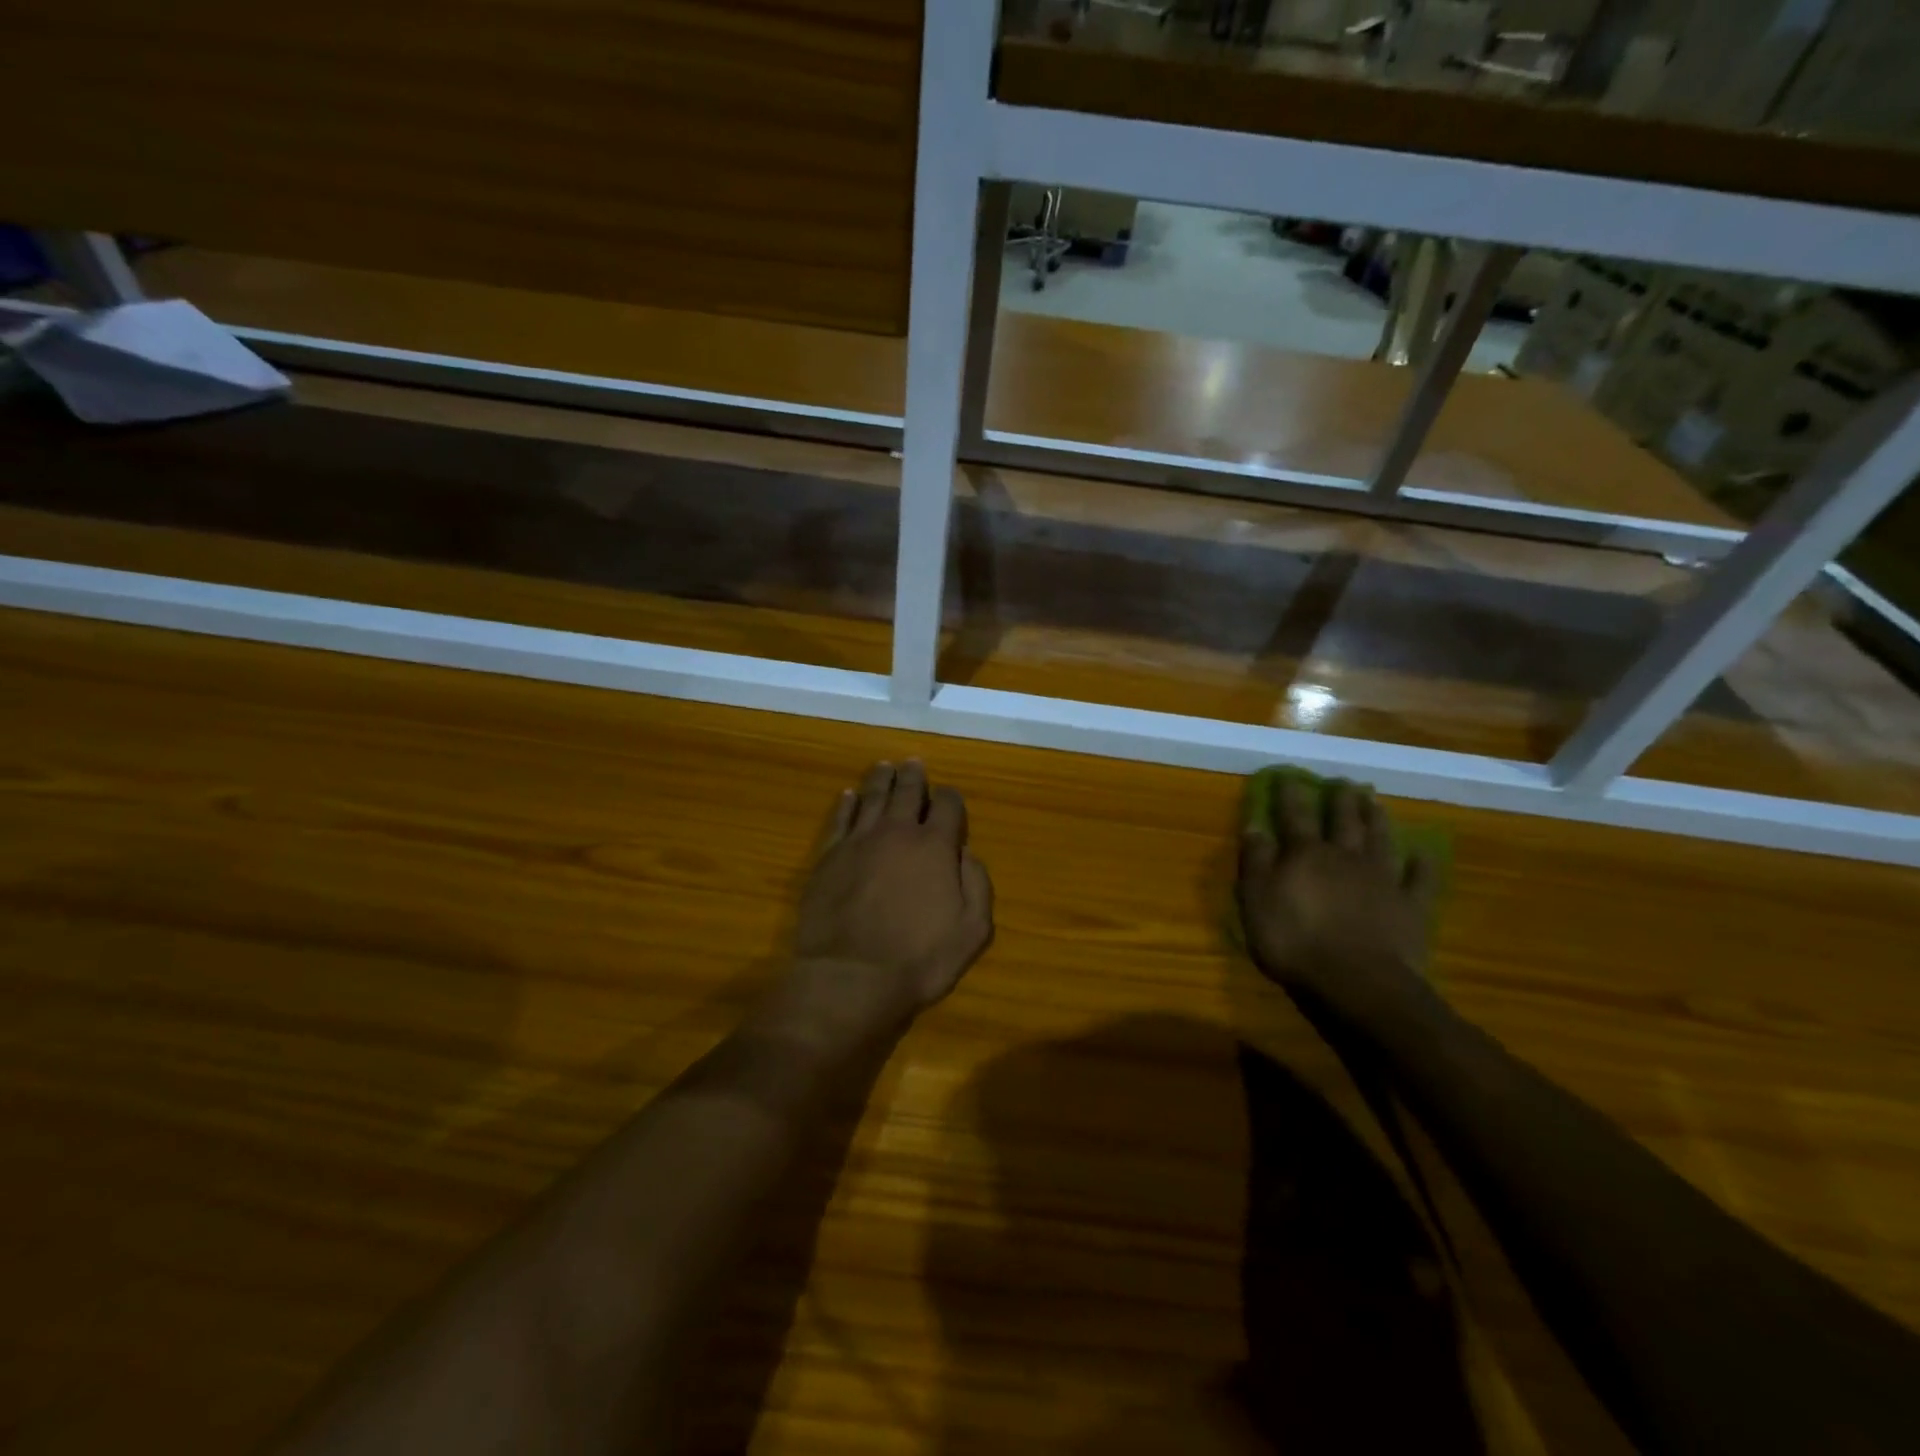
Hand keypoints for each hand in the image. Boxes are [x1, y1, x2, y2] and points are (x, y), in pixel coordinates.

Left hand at [793, 760, 994, 1018]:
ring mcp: (859, 841)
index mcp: (934, 846)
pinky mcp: (828, 856)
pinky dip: (847, 804)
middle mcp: (897, 833)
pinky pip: (840, 819)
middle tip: (913, 764)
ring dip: (881, 779)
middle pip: (907, 792)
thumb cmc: (918, 959)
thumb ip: (977, 885)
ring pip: (872, 798)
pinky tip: (849, 795)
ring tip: (885, 766)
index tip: (949, 799)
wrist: (850, 977)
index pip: (947, 805)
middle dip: (913, 776)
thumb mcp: (972, 931)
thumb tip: (966, 853)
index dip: (951, 798)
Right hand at [1237, 778, 1437, 1022]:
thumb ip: (1256, 862)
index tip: (1288, 776)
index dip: (1290, 795)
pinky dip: (1422, 864)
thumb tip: (1254, 826)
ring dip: (1377, 819)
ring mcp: (1382, 880)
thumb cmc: (1295, 941)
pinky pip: (1420, 879)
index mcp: (1305, 855)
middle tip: (1343, 782)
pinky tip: (1422, 853)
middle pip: (1344, 821)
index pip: (1295, 816)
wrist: (1358, 982)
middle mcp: (1346, 857)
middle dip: (1341, 800)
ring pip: (1380, 840)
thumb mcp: (1257, 901)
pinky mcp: (1411, 906)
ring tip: (1374, 801)